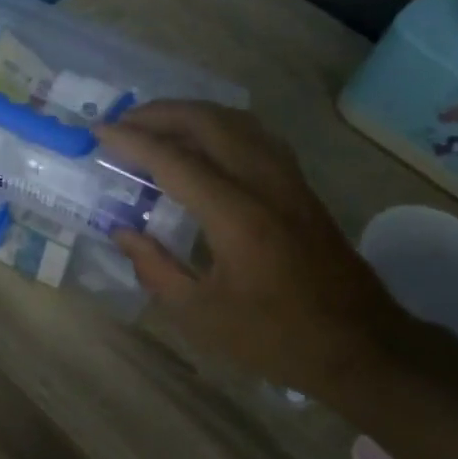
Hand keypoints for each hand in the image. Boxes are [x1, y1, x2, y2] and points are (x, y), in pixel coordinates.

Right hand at [98, 101, 407, 391]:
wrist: (358, 345)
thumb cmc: (274, 337)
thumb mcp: (201, 315)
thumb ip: (155, 268)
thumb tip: (123, 231)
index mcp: (237, 217)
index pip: (175, 161)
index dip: (133, 142)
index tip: (100, 131)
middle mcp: (265, 185)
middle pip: (209, 123)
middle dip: (161, 113)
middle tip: (125, 122)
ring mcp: (289, 181)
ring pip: (238, 121)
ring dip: (193, 113)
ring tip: (158, 125)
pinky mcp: (301, 187)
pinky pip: (256, 136)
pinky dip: (221, 126)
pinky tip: (205, 143)